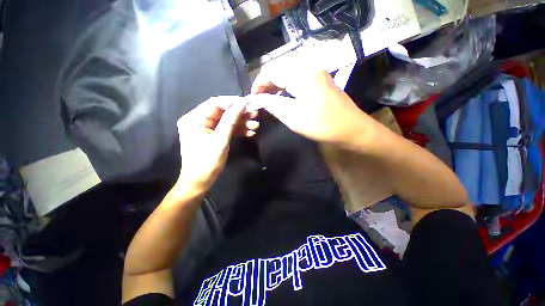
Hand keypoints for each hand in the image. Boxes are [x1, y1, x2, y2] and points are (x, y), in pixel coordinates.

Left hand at [176, 96, 258, 191]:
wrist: (200, 182)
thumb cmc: (207, 163)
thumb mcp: (220, 140)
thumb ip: (231, 120)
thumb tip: (242, 103)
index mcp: (194, 119)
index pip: (215, 103)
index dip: (233, 102)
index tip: (249, 103)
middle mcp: (199, 120)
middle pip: (223, 112)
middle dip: (240, 113)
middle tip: (255, 114)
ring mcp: (207, 129)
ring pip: (227, 121)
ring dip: (241, 123)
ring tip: (255, 125)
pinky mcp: (214, 136)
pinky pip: (227, 129)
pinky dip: (238, 130)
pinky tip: (250, 132)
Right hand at [251, 68, 368, 145]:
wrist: (351, 129)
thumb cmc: (321, 125)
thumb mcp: (292, 116)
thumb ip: (272, 104)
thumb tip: (256, 99)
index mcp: (301, 74)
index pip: (272, 72)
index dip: (259, 84)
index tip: (253, 97)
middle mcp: (310, 67)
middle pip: (281, 71)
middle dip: (268, 85)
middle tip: (261, 100)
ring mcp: (318, 73)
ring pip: (290, 75)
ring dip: (278, 86)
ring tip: (271, 100)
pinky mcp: (322, 80)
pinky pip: (299, 79)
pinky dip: (289, 88)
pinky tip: (286, 98)